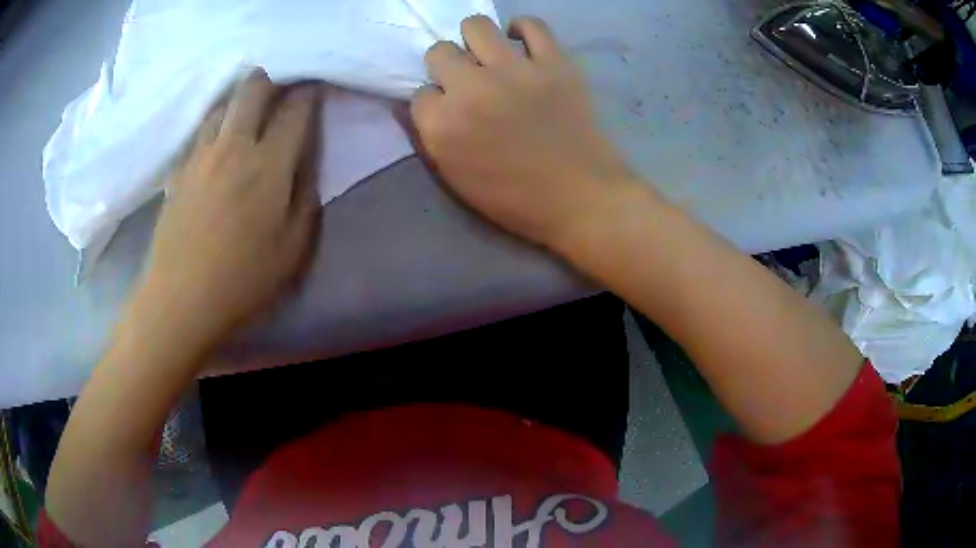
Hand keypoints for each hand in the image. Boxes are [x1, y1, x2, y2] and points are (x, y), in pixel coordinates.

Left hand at [132, 70, 322, 348]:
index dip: (310, 92)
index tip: (316, 87)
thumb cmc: (242, 282)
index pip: (295, 109)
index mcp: (267, 165)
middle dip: (273, 80)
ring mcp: (200, 155)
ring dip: (243, 97)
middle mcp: (233, 146)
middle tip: (284, 90)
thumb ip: (306, 195)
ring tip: (252, 109)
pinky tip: (222, 134)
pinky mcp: (179, 169)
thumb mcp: (293, 249)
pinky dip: (218, 120)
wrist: (180, 301)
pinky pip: (202, 128)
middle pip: (254, 88)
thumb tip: (306, 158)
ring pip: (224, 103)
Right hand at [409, 16, 633, 247]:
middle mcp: (471, 89)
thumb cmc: (515, 199)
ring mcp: (514, 70)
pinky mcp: (554, 62)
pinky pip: (532, 24)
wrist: (580, 197)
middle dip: (447, 66)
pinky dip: (523, 29)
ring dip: (475, 39)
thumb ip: (428, 138)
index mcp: (443, 125)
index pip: (420, 93)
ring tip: (489, 55)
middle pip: (439, 52)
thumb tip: (410, 103)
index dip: (435, 101)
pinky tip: (521, 43)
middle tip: (468, 80)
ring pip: (476, 26)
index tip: (450, 110)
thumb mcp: (456, 178)